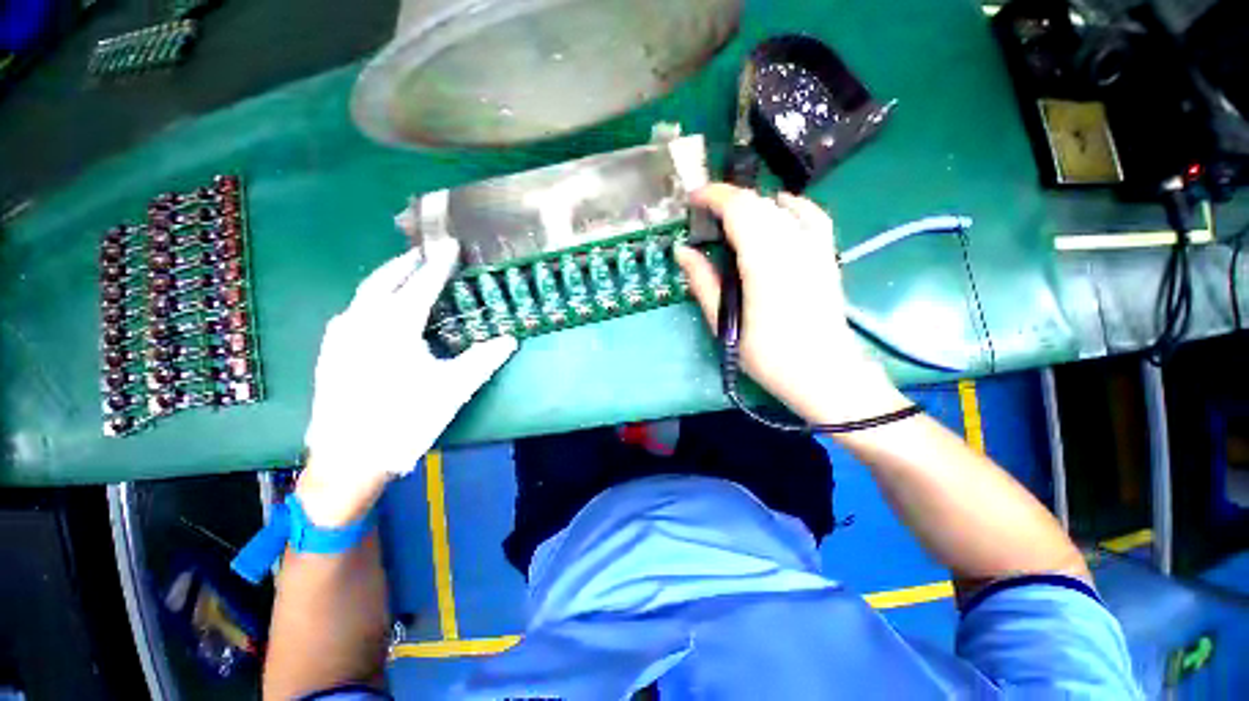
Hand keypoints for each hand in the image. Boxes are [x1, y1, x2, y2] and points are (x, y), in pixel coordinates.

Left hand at [298, 240, 516, 525]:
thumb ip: (484, 359)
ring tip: (407, 275)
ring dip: (387, 279)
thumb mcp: (453, 388)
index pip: (422, 285)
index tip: (452, 245)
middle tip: (427, 253)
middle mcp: (361, 321)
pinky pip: (353, 312)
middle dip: (406, 262)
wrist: (349, 459)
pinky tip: (381, 310)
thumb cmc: (406, 419)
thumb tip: (510, 339)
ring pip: (364, 294)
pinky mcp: (330, 351)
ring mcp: (339, 336)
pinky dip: (372, 300)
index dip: (440, 264)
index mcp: (393, 326)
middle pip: (384, 279)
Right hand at [675, 183, 907, 425]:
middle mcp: (792, 244)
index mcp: (764, 260)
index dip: (713, 196)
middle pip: (757, 203)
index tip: (692, 199)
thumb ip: (703, 282)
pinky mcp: (826, 255)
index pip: (738, 208)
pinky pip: (810, 216)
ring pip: (779, 207)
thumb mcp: (725, 323)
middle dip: (727, 200)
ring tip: (730, 218)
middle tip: (704, 215)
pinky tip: (779, 207)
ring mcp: (814, 247)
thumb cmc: (768, 355)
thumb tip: (683, 251)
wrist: (823, 373)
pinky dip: (791, 206)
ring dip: (751, 205)